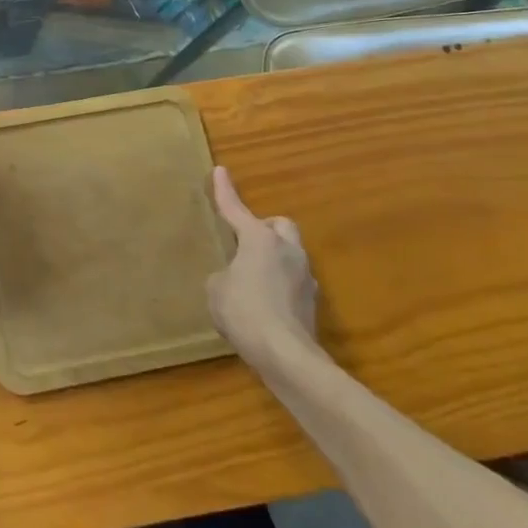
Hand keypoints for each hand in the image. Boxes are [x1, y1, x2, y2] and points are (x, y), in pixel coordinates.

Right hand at [205, 166, 320, 369]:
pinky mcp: (311, 304)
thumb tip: (236, 278)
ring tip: (252, 278)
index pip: (236, 209)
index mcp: (259, 240)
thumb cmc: (243, 311)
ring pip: (290, 254)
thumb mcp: (216, 288)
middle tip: (245, 241)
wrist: (286, 356)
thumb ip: (225, 274)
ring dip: (273, 259)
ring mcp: (305, 278)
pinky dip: (279, 286)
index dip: (225, 190)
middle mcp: (287, 251)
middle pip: (280, 225)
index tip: (220, 171)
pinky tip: (264, 305)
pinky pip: (292, 282)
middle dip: (264, 228)